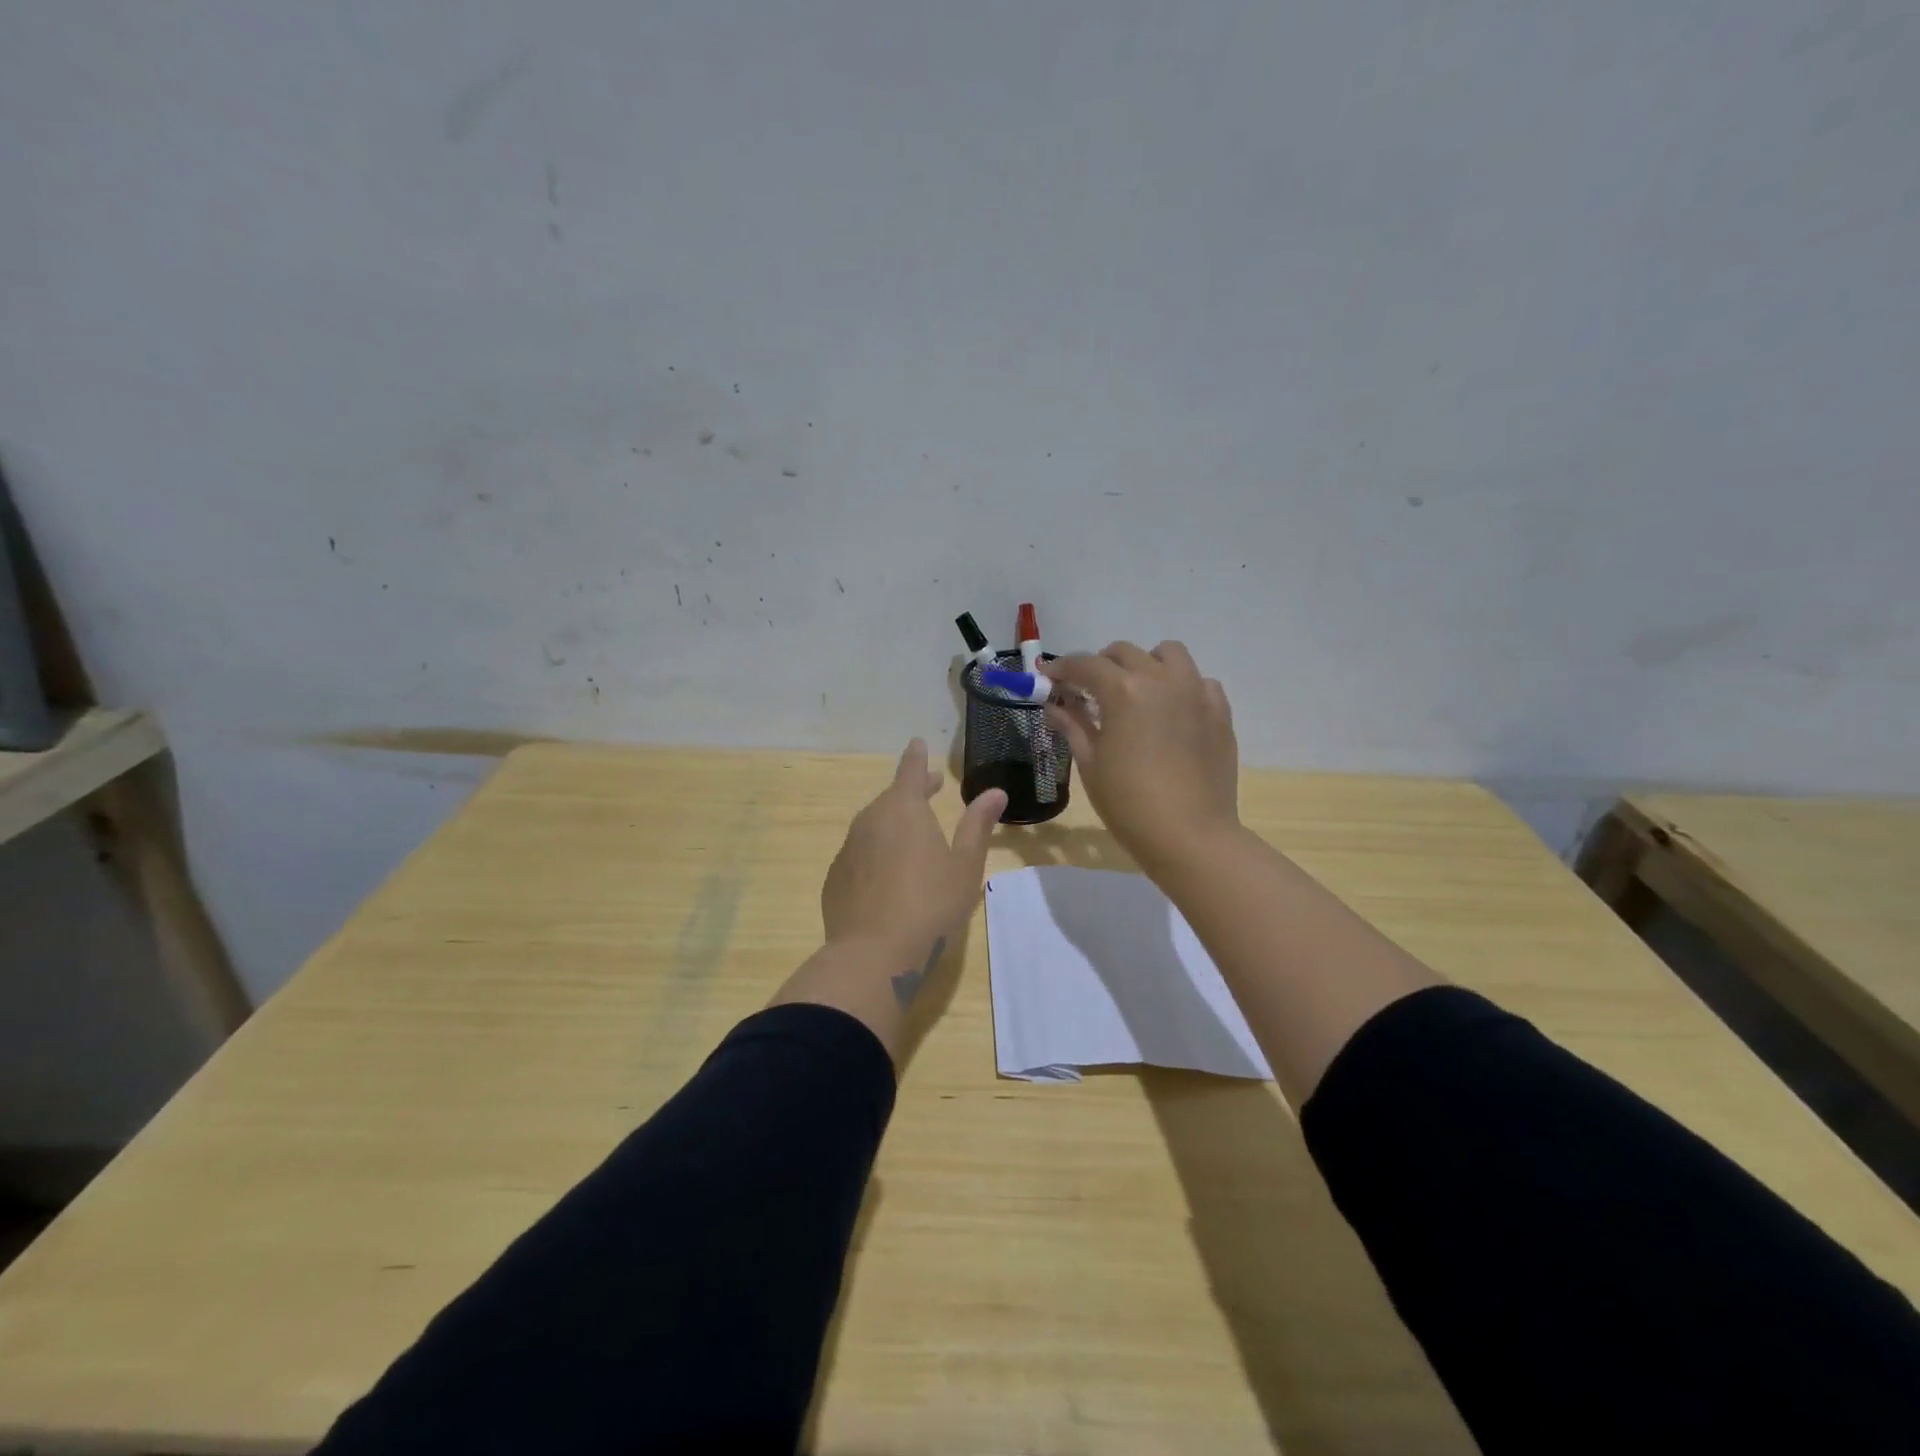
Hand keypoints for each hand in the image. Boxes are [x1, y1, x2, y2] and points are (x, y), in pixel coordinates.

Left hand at [821, 738, 1006, 971]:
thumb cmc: (930, 905)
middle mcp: (870, 821)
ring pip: (874, 826)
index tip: (918, 743)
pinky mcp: (835, 879)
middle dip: (912, 792)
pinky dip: (876, 854)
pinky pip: (860, 855)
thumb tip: (995, 792)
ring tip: (913, 836)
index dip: (917, 757)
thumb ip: (977, 826)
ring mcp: (848, 850)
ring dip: (894, 823)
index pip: (911, 771)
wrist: (873, 955)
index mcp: (904, 810)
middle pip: (892, 798)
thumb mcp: (965, 866)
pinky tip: (888, 878)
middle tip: (931, 789)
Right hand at [1044, 641, 1238, 869]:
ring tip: (1136, 692)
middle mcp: (1160, 679)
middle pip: (1124, 653)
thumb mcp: (1091, 764)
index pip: (1085, 665)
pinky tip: (1172, 712)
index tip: (1048, 679)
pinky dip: (1181, 686)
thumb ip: (1072, 725)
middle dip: (1100, 665)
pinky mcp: (1219, 711)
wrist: (1191, 836)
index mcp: (1123, 690)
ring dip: (1145, 664)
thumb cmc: (1129, 804)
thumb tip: (1053, 705)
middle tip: (1089, 691)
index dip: (1061, 669)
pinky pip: (1199, 681)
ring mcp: (1195, 692)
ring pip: (1168, 654)